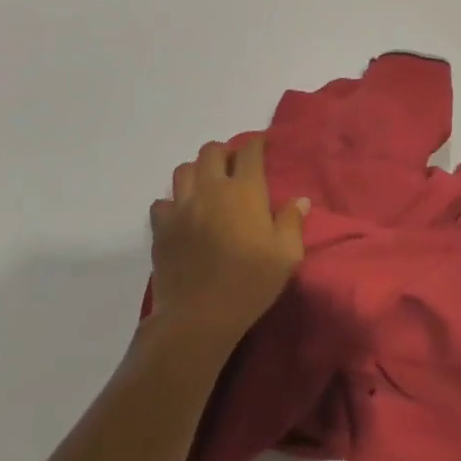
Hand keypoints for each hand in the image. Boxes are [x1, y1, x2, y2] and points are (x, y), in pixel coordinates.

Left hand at [149, 136, 307, 351]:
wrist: (198, 317)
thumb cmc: (249, 284)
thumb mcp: (286, 257)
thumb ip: (292, 223)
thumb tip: (300, 200)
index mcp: (244, 191)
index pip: (249, 151)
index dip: (256, 143)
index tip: (262, 146)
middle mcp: (211, 189)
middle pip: (211, 151)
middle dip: (224, 152)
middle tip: (234, 167)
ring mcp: (181, 206)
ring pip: (184, 169)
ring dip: (197, 171)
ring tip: (206, 186)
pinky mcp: (161, 227)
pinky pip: (162, 202)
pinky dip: (172, 203)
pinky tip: (182, 215)